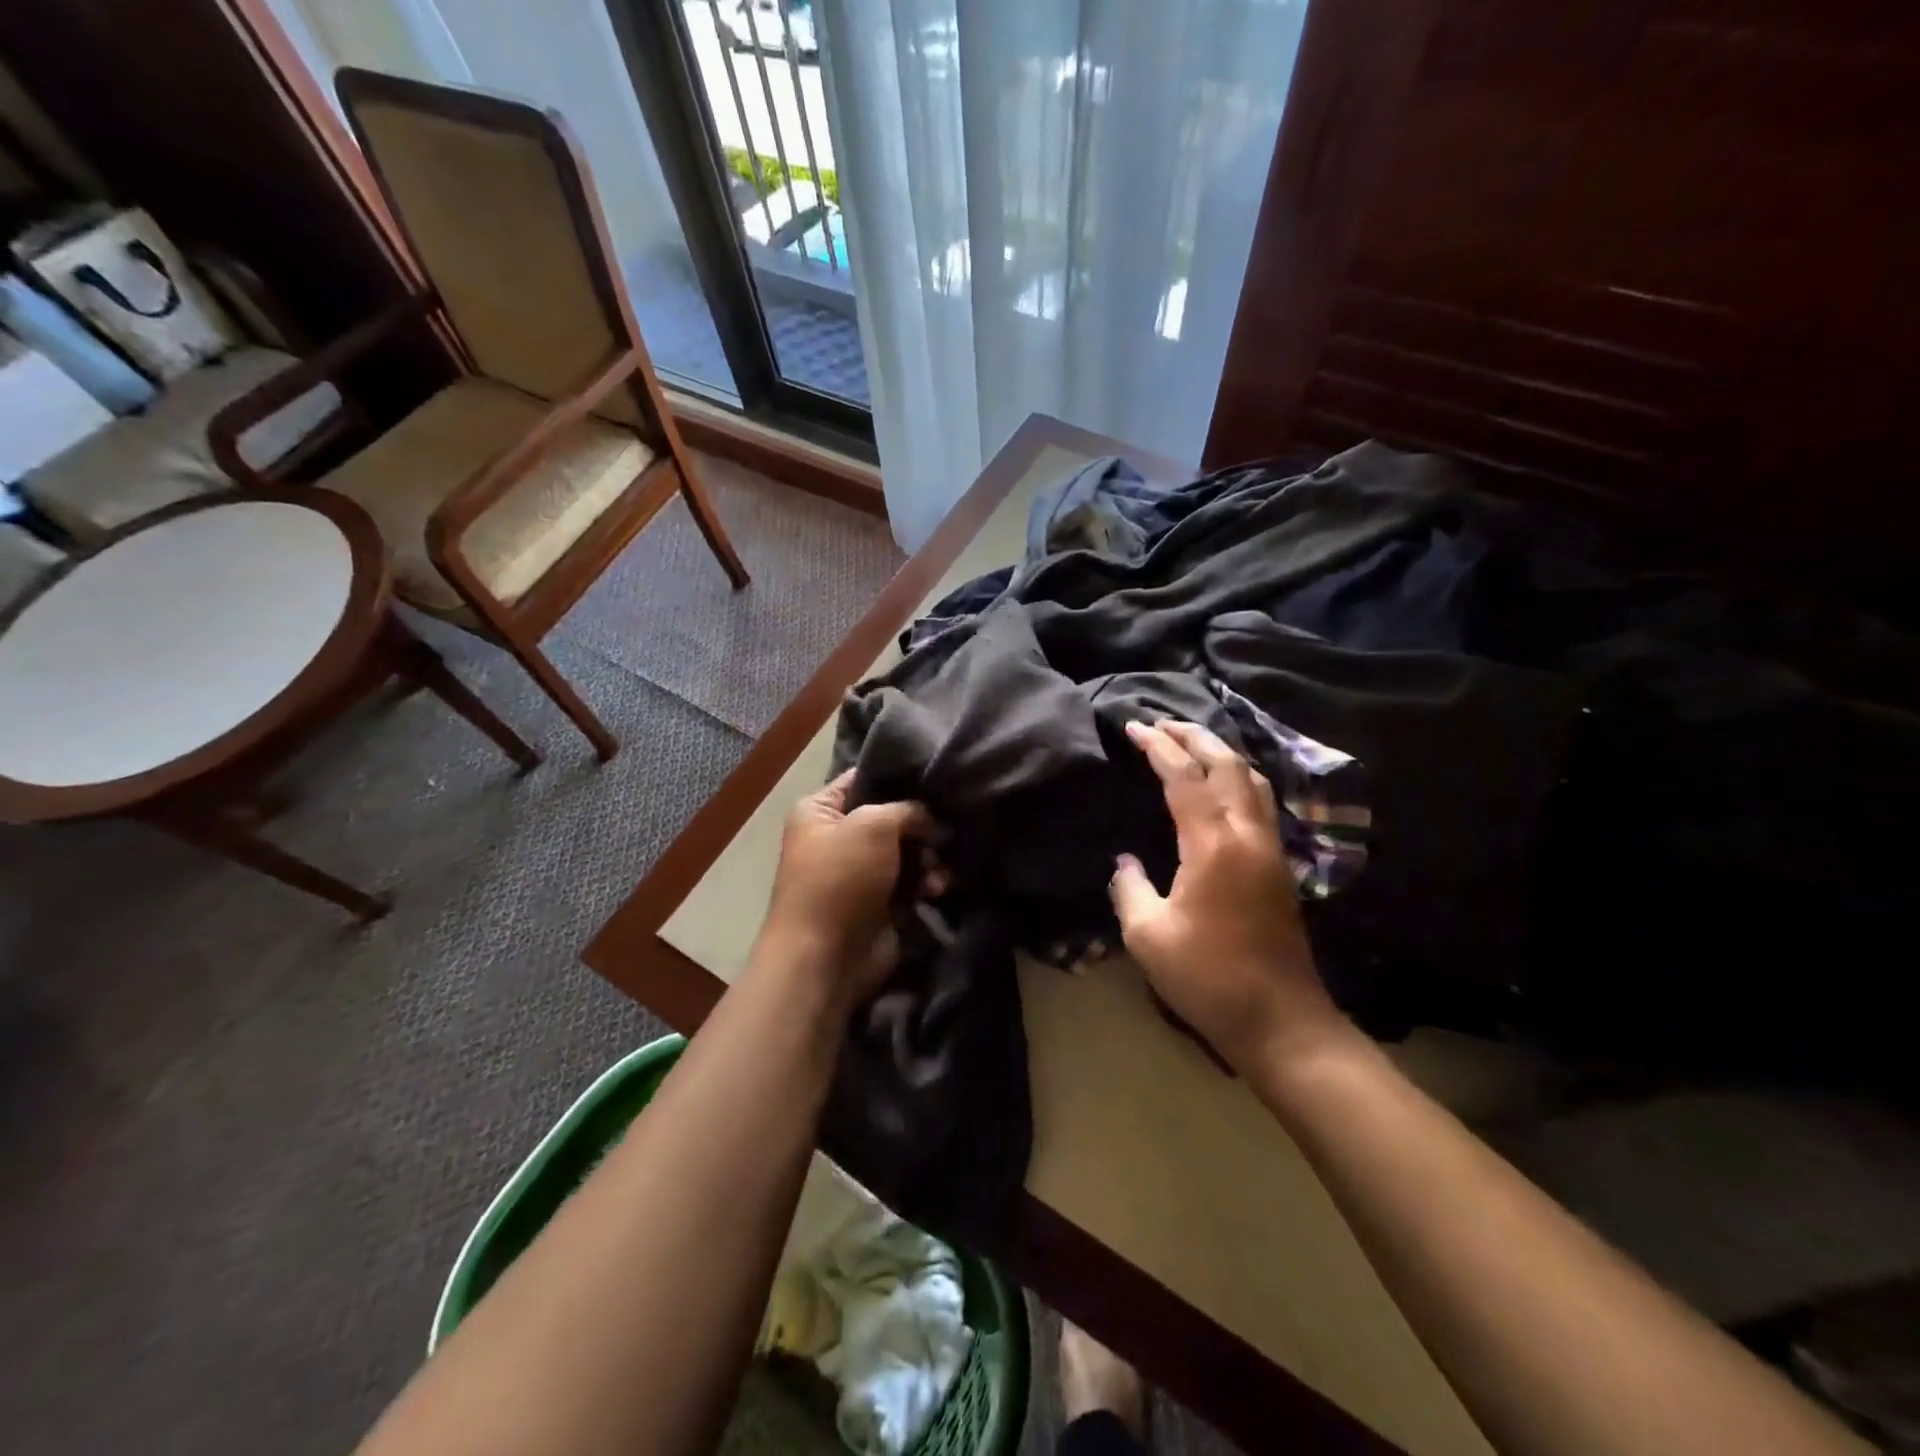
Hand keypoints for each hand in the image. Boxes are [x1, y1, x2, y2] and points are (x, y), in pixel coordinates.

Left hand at [758, 771, 932, 1006]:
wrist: (825, 957)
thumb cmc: (840, 878)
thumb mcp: (873, 824)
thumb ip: (909, 809)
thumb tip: (936, 822)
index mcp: (820, 810)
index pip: (865, 779)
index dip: (900, 777)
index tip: (937, 775)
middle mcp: (839, 837)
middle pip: (893, 817)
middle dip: (922, 826)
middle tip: (944, 832)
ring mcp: (861, 871)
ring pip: (909, 851)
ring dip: (929, 859)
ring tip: (937, 873)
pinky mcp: (881, 902)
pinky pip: (913, 881)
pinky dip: (927, 883)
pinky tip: (936, 890)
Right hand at [1111, 719, 1349, 1071]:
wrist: (1280, 1021)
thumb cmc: (1207, 978)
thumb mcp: (1147, 935)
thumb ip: (1128, 887)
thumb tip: (1125, 860)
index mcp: (1213, 843)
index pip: (1184, 776)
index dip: (1158, 747)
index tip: (1134, 726)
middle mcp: (1247, 834)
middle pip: (1226, 763)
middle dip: (1193, 735)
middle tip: (1160, 722)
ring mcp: (1271, 848)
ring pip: (1251, 778)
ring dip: (1220, 752)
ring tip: (1190, 742)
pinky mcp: (1280, 866)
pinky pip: (1260, 800)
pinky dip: (1237, 776)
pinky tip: (1222, 785)